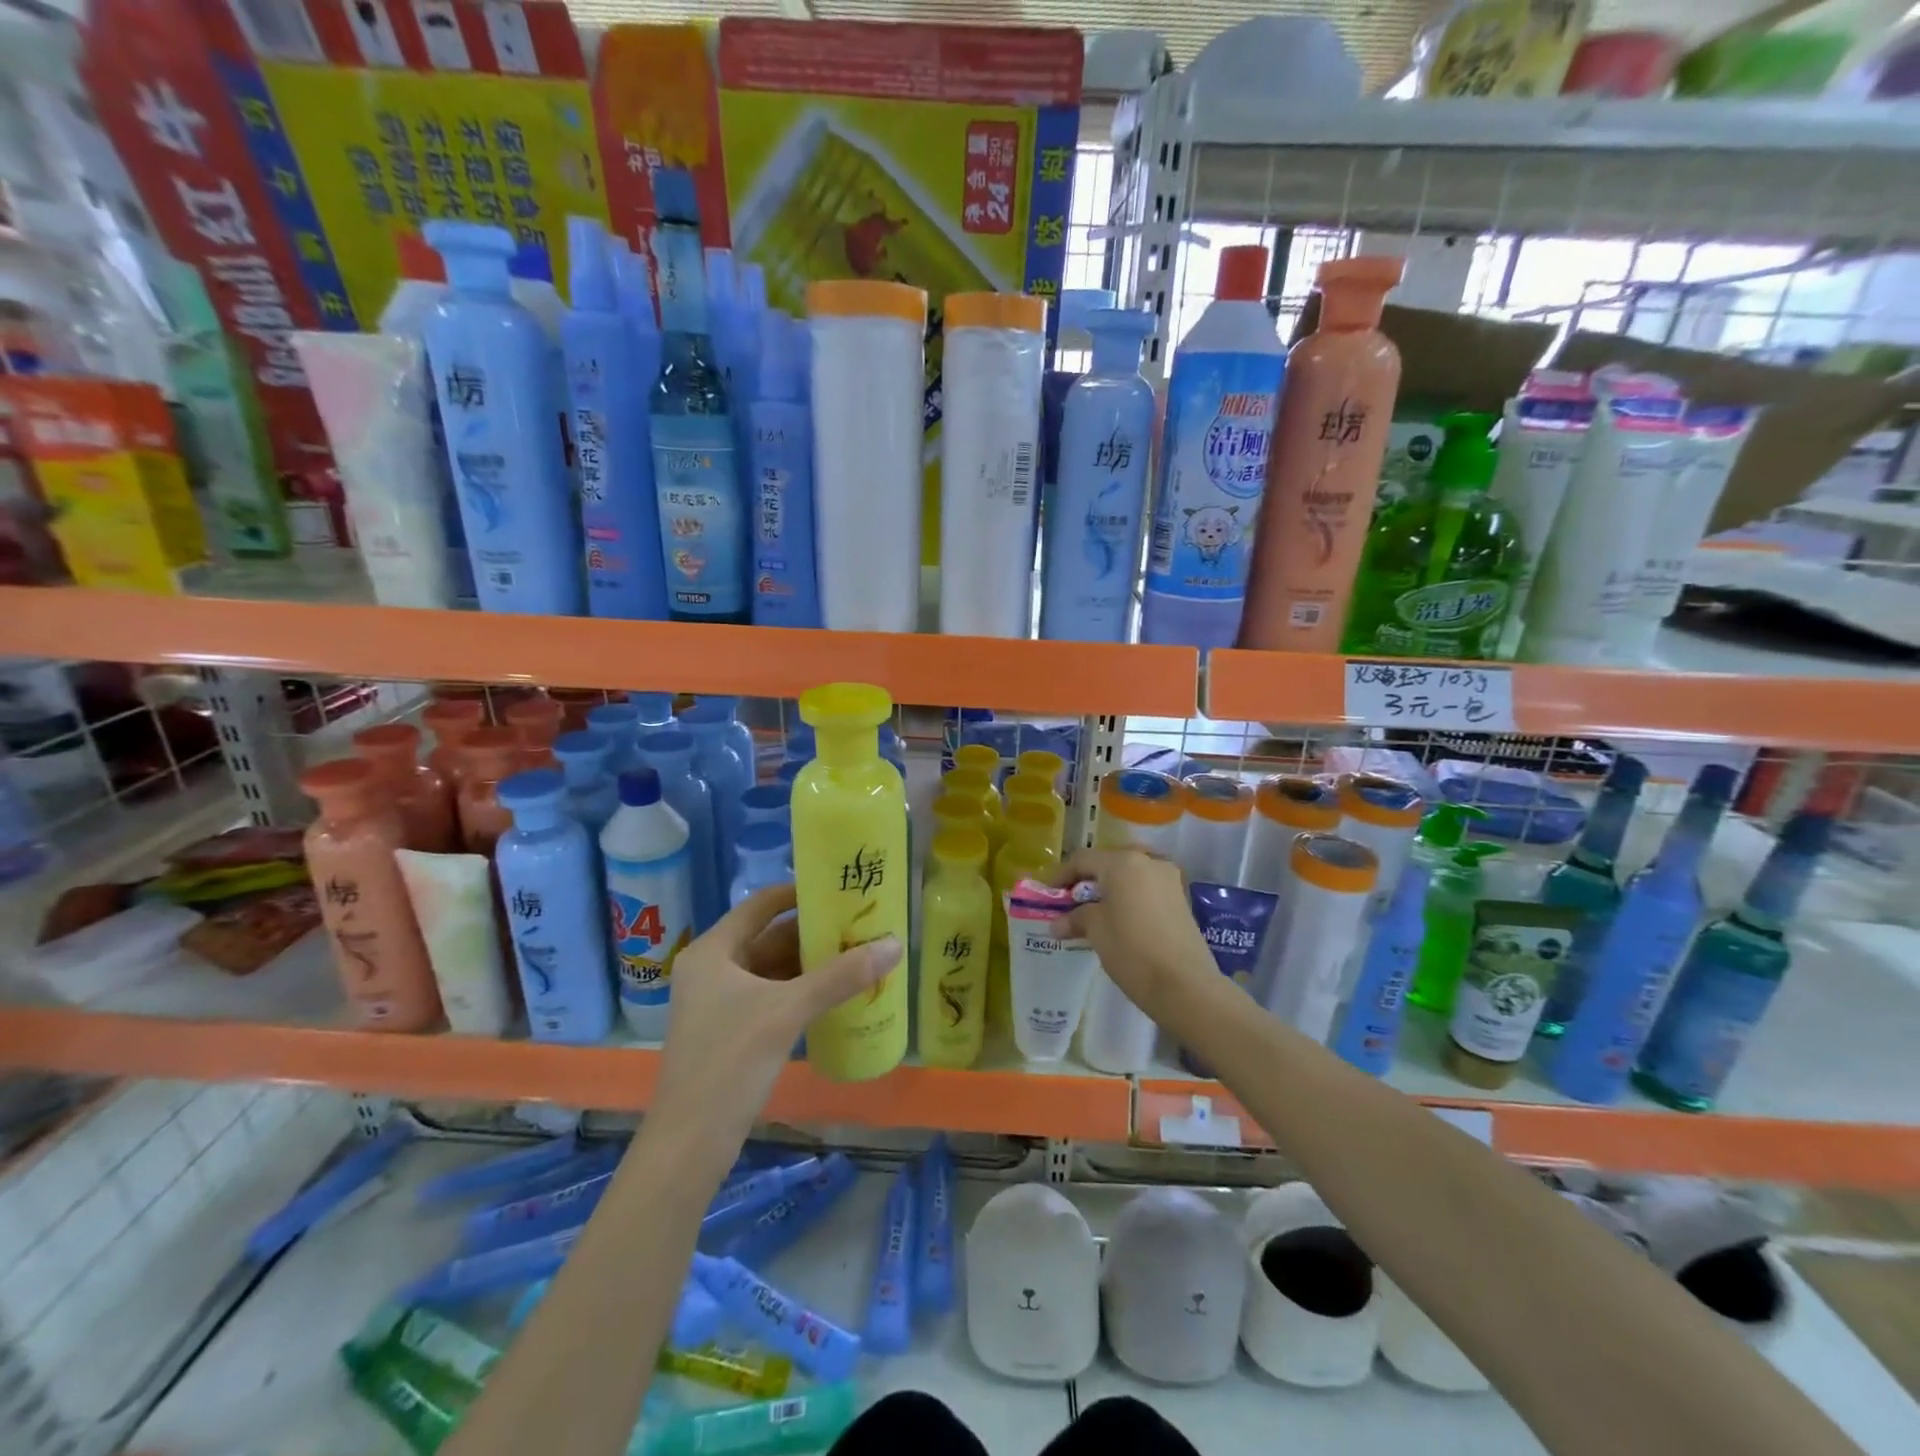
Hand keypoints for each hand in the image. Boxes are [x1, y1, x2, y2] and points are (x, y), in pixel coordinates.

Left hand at [656, 884, 901, 1140]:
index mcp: (713, 951)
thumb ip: (841, 976)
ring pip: (773, 970)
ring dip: (811, 964)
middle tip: (860, 925)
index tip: (840, 890)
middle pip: (769, 937)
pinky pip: (773, 997)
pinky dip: (802, 992)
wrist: (690, 1145)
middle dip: (813, 933)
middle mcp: (713, 969)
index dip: (799, 893)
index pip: (760, 904)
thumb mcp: (788, 1012)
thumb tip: (895, 944)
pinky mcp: (731, 1032)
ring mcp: (720, 1003)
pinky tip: (837, 994)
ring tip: (858, 954)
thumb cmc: (730, 1062)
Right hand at [1049, 848, 1223, 1033]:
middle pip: (1108, 863)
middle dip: (1087, 880)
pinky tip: (1119, 919)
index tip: (1049, 894)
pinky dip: (1128, 897)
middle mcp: (1148, 861)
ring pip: (1129, 875)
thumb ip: (1075, 918)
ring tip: (1094, 912)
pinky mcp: (1180, 898)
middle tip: (1071, 902)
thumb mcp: (1096, 930)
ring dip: (1109, 889)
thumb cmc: (1131, 949)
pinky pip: (1145, 888)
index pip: (1083, 859)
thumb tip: (1056, 924)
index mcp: (1122, 862)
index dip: (1061, 875)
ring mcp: (1168, 879)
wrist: (1185, 985)